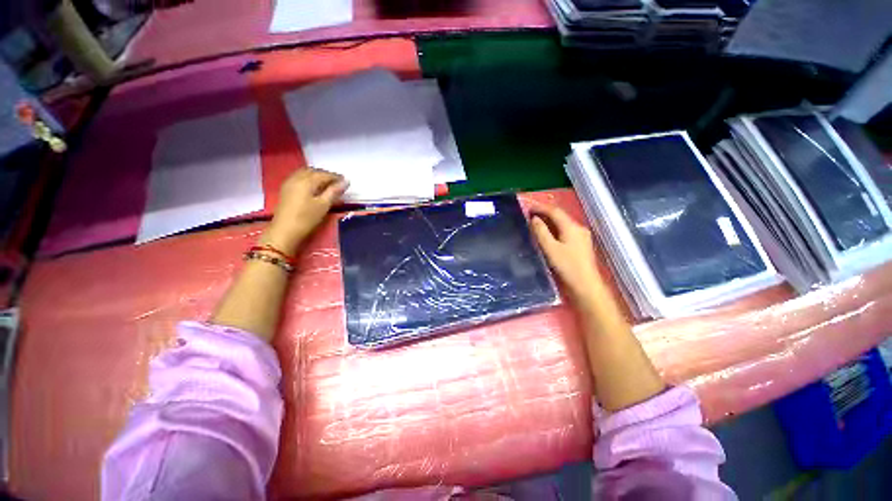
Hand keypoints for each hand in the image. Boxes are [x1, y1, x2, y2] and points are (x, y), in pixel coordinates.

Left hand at [261, 168, 347, 253]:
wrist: (284, 231)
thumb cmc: (306, 218)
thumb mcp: (324, 205)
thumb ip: (334, 191)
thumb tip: (346, 181)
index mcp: (307, 181)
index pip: (324, 174)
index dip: (336, 177)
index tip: (346, 181)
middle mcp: (296, 178)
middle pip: (313, 172)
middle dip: (326, 175)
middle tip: (337, 183)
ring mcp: (289, 183)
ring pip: (305, 174)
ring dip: (317, 176)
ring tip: (327, 185)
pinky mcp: (285, 190)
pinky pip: (299, 178)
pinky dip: (309, 180)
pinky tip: (314, 188)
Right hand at [530, 205, 601, 303]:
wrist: (586, 285)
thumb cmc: (567, 266)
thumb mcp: (550, 248)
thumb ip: (541, 232)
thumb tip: (534, 219)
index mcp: (571, 227)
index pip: (555, 211)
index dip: (540, 208)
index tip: (527, 208)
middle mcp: (578, 228)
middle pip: (560, 216)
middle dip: (545, 213)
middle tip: (529, 215)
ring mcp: (581, 236)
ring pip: (563, 223)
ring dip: (549, 221)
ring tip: (536, 224)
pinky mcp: (581, 244)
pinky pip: (566, 231)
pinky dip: (555, 229)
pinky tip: (548, 235)